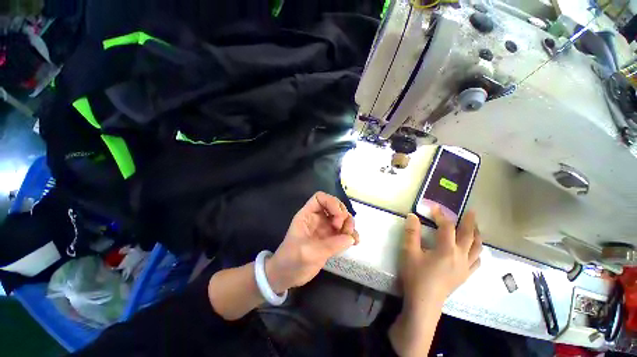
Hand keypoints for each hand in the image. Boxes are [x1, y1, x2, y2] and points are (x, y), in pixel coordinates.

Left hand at [265, 192, 358, 292]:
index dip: (331, 202)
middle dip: (343, 215)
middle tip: (343, 229)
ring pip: (342, 218)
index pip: (320, 198)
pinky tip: (355, 242)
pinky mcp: (331, 240)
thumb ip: (329, 245)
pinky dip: (351, 235)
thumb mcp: (307, 252)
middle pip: (335, 206)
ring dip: (349, 224)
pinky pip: (344, 232)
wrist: (287, 276)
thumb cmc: (291, 260)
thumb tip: (350, 238)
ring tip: (350, 237)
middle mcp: (317, 219)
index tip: (338, 218)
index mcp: (307, 215)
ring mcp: (325, 229)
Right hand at [400, 206, 481, 308]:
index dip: (441, 215)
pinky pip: (476, 261)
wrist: (424, 302)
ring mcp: (465, 267)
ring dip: (477, 235)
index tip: (434, 208)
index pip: (447, 227)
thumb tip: (412, 216)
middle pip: (469, 236)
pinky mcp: (465, 276)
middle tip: (471, 212)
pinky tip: (474, 251)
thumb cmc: (416, 276)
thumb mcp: (409, 252)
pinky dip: (477, 252)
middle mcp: (460, 257)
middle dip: (470, 222)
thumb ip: (411, 233)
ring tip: (475, 227)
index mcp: (447, 250)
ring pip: (477, 248)